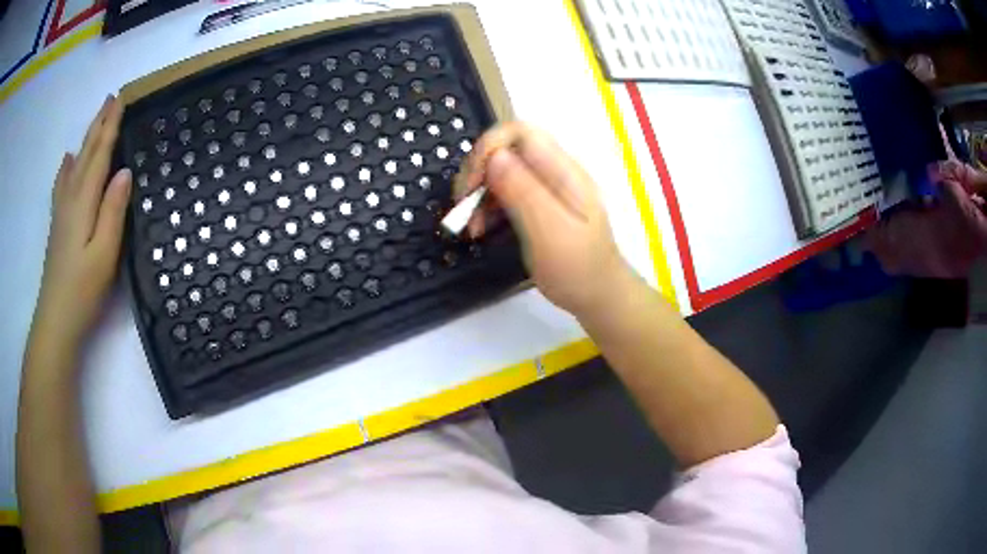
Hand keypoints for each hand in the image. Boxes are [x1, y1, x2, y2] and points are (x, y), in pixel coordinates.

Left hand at [29, 95, 130, 349]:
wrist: (56, 319)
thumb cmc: (83, 289)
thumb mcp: (104, 253)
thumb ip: (113, 211)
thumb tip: (124, 171)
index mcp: (83, 202)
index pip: (99, 155)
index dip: (110, 127)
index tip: (121, 100)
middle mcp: (71, 199)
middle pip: (86, 154)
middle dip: (98, 125)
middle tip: (111, 99)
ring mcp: (62, 211)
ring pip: (75, 165)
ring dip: (86, 140)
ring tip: (94, 121)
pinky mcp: (58, 225)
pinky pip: (61, 185)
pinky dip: (65, 167)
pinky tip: (67, 159)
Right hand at [457, 122, 630, 315]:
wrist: (598, 296)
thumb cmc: (578, 269)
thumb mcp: (550, 232)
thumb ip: (523, 191)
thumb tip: (494, 156)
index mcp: (563, 172)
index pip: (520, 133)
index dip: (488, 148)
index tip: (472, 185)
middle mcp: (554, 172)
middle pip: (506, 149)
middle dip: (478, 174)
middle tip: (465, 208)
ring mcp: (546, 187)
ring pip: (501, 171)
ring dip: (479, 194)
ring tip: (473, 228)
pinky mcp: (538, 203)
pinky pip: (505, 191)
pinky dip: (488, 206)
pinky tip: (483, 229)